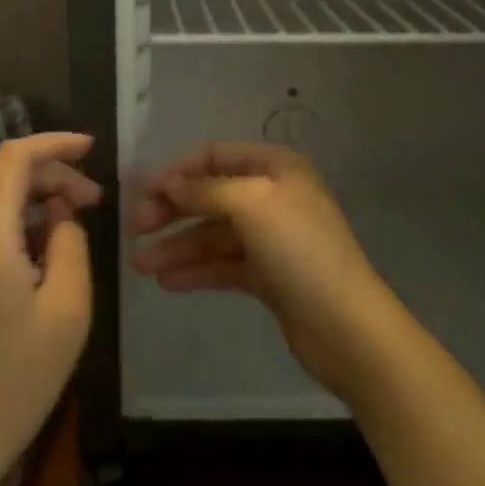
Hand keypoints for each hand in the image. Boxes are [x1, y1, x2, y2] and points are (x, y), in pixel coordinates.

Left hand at [0, 133, 100, 484]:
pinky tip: (46, 240)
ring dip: (36, 194)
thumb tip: (60, 209)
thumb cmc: (21, 376)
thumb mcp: (68, 306)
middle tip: (94, 199)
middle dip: (52, 173)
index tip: (91, 147)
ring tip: (76, 217)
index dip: (54, 143)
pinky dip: (18, 215)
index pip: (14, 158)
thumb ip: (70, 240)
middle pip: (4, 173)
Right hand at [129, 141, 405, 404]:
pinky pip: (223, 265)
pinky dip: (196, 271)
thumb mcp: (251, 205)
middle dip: (172, 211)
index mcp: (275, 168)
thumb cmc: (300, 251)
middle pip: (210, 196)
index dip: (178, 171)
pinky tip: (167, 282)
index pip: (215, 156)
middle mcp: (272, 196)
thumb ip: (205, 191)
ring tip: (141, 265)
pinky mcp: (268, 276)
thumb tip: (169, 183)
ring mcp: (270, 239)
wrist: (348, 329)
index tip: (142, 191)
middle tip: (136, 229)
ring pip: (213, 235)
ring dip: (177, 247)